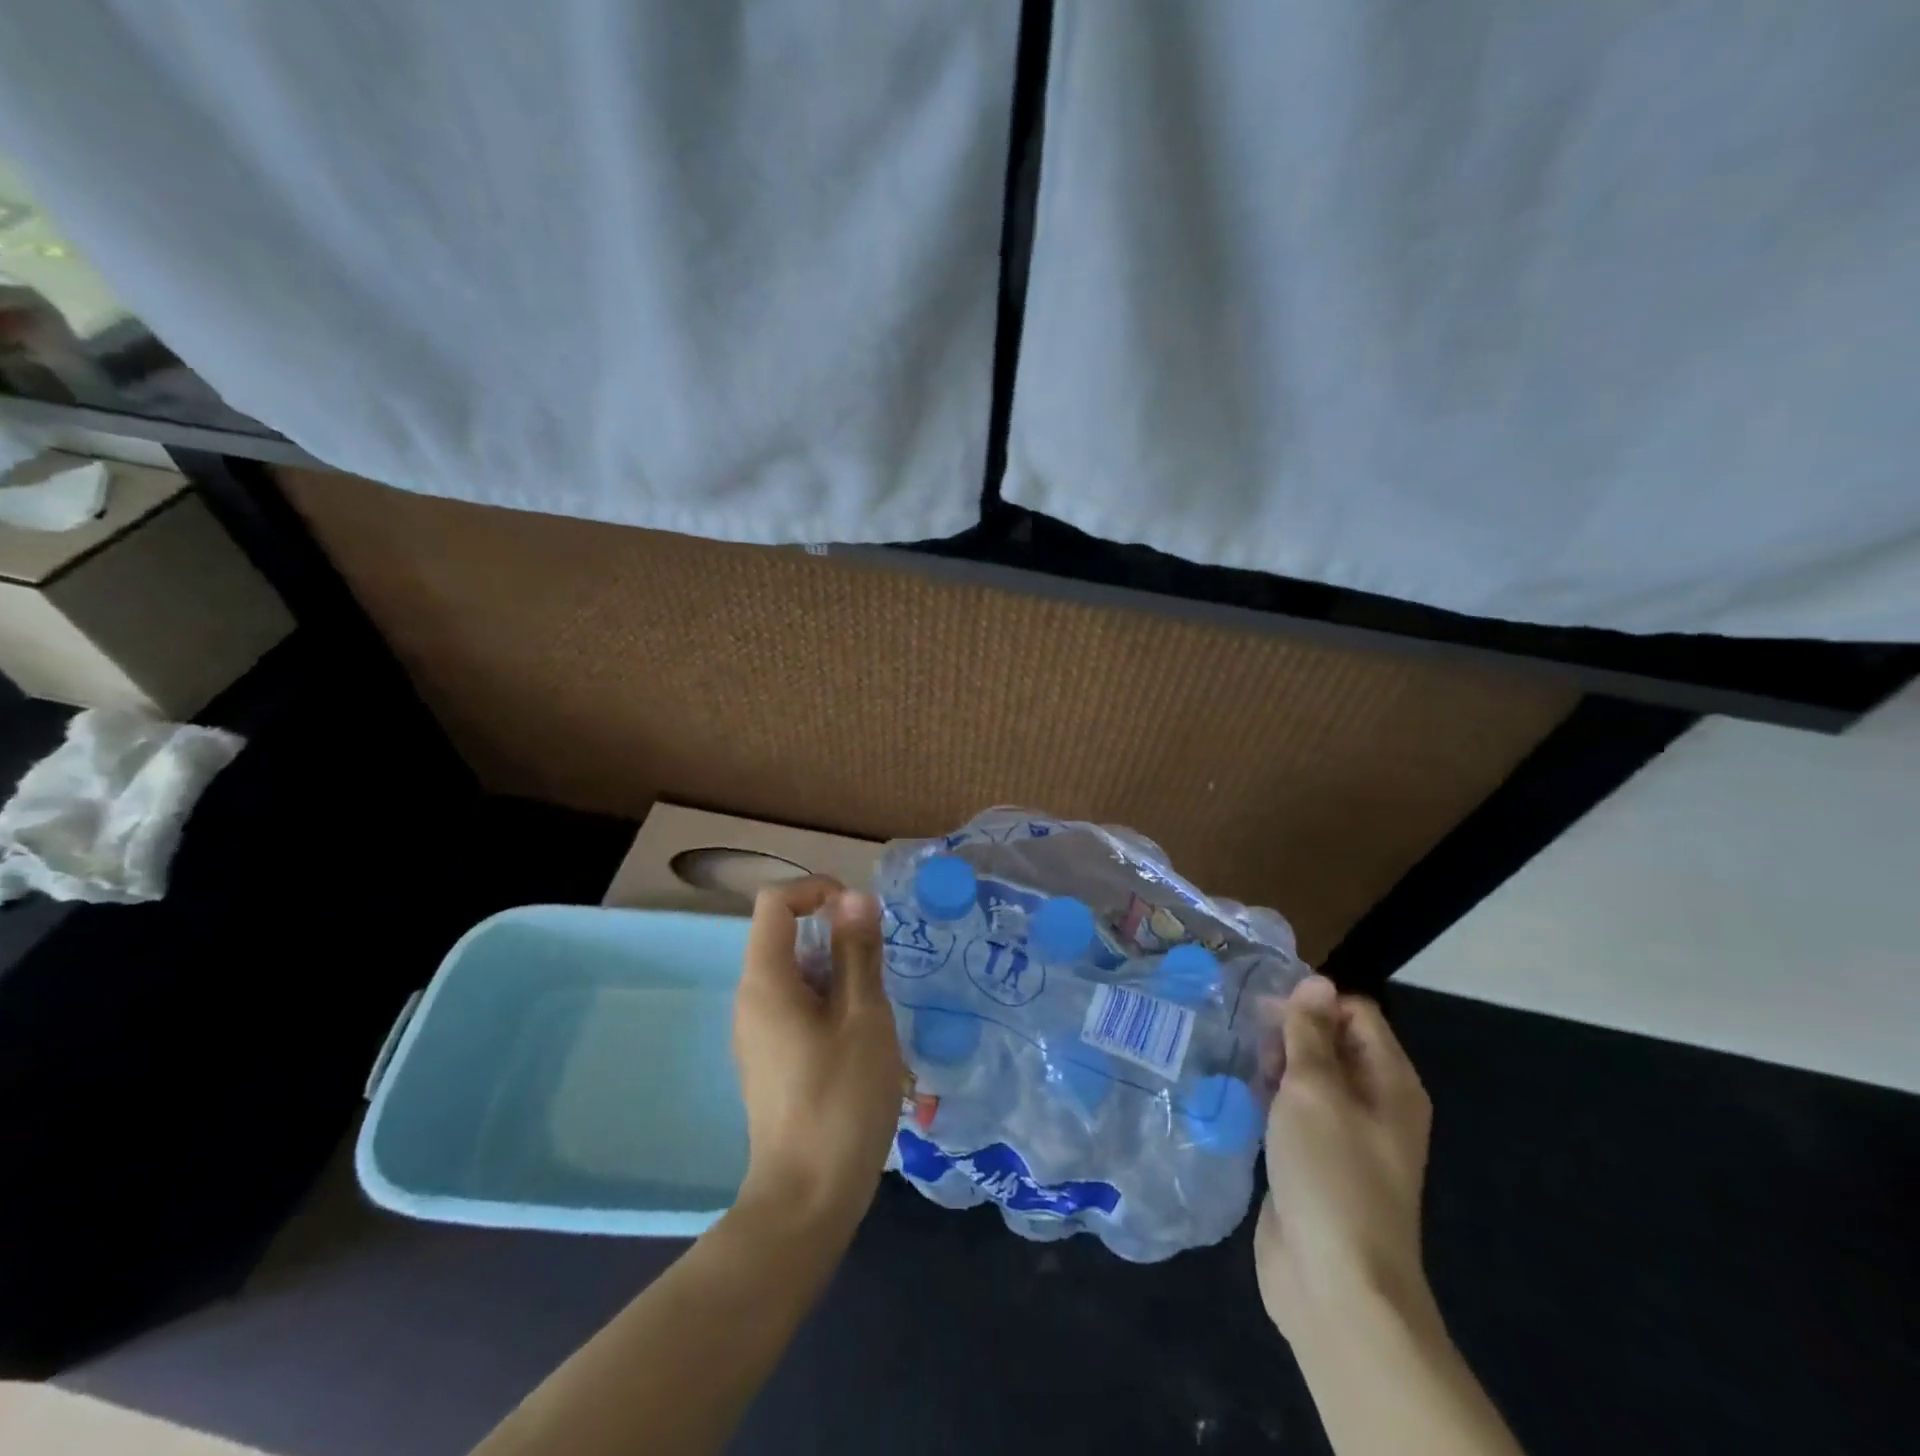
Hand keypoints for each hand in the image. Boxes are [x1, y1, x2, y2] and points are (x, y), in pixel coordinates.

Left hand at [732, 878, 903, 1232]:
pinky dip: (827, 1001)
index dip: (816, 890)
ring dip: (836, 971)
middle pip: (784, 935)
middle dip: (834, 935)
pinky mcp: (768, 1059)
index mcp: (766, 980)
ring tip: (874, 1007)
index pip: (775, 901)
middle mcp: (750, 999)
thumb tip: (854, 897)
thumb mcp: (864, 1016)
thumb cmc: (841, 1098)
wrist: (807, 1198)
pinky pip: (794, 1006)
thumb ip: (858, 951)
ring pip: (794, 973)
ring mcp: (755, 1032)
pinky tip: (859, 1039)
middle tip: (878, 966)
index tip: (859, 913)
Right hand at [1255, 975, 1433, 1343]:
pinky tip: (1236, 1089)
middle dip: (1288, 1029)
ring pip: (1307, 1076)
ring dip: (1273, 1061)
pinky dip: (1267, 1095)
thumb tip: (1316, 980)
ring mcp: (1343, 1134)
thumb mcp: (1315, 1090)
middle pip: (1331, 1042)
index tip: (1263, 1001)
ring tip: (1233, 1052)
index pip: (1355, 1012)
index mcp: (1390, 1082)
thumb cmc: (1331, 1175)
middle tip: (1242, 1027)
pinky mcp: (1313, 1159)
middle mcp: (1373, 1103)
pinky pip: (1291, 1110)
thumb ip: (1310, 1033)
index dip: (1313, 1000)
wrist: (1334, 1284)